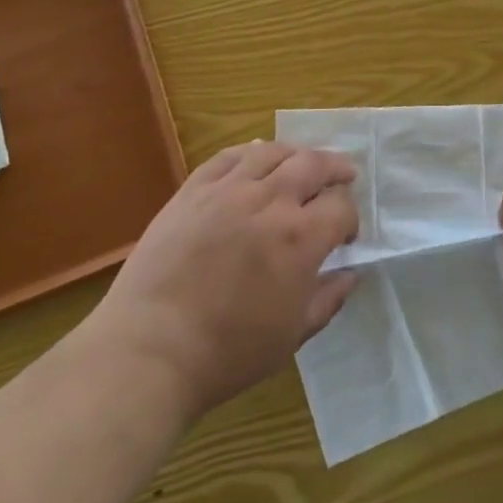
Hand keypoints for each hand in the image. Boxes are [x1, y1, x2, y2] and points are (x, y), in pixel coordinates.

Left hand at [90, 141, 359, 420]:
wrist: (150, 349)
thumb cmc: (228, 351)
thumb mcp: (292, 335)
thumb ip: (328, 299)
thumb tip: (351, 274)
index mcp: (300, 238)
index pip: (341, 207)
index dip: (350, 218)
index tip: (345, 237)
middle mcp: (270, 201)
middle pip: (314, 164)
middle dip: (336, 168)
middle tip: (344, 176)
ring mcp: (228, 190)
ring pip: (272, 151)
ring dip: (296, 154)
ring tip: (302, 162)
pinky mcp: (193, 190)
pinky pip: (228, 156)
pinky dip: (250, 151)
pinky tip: (256, 156)